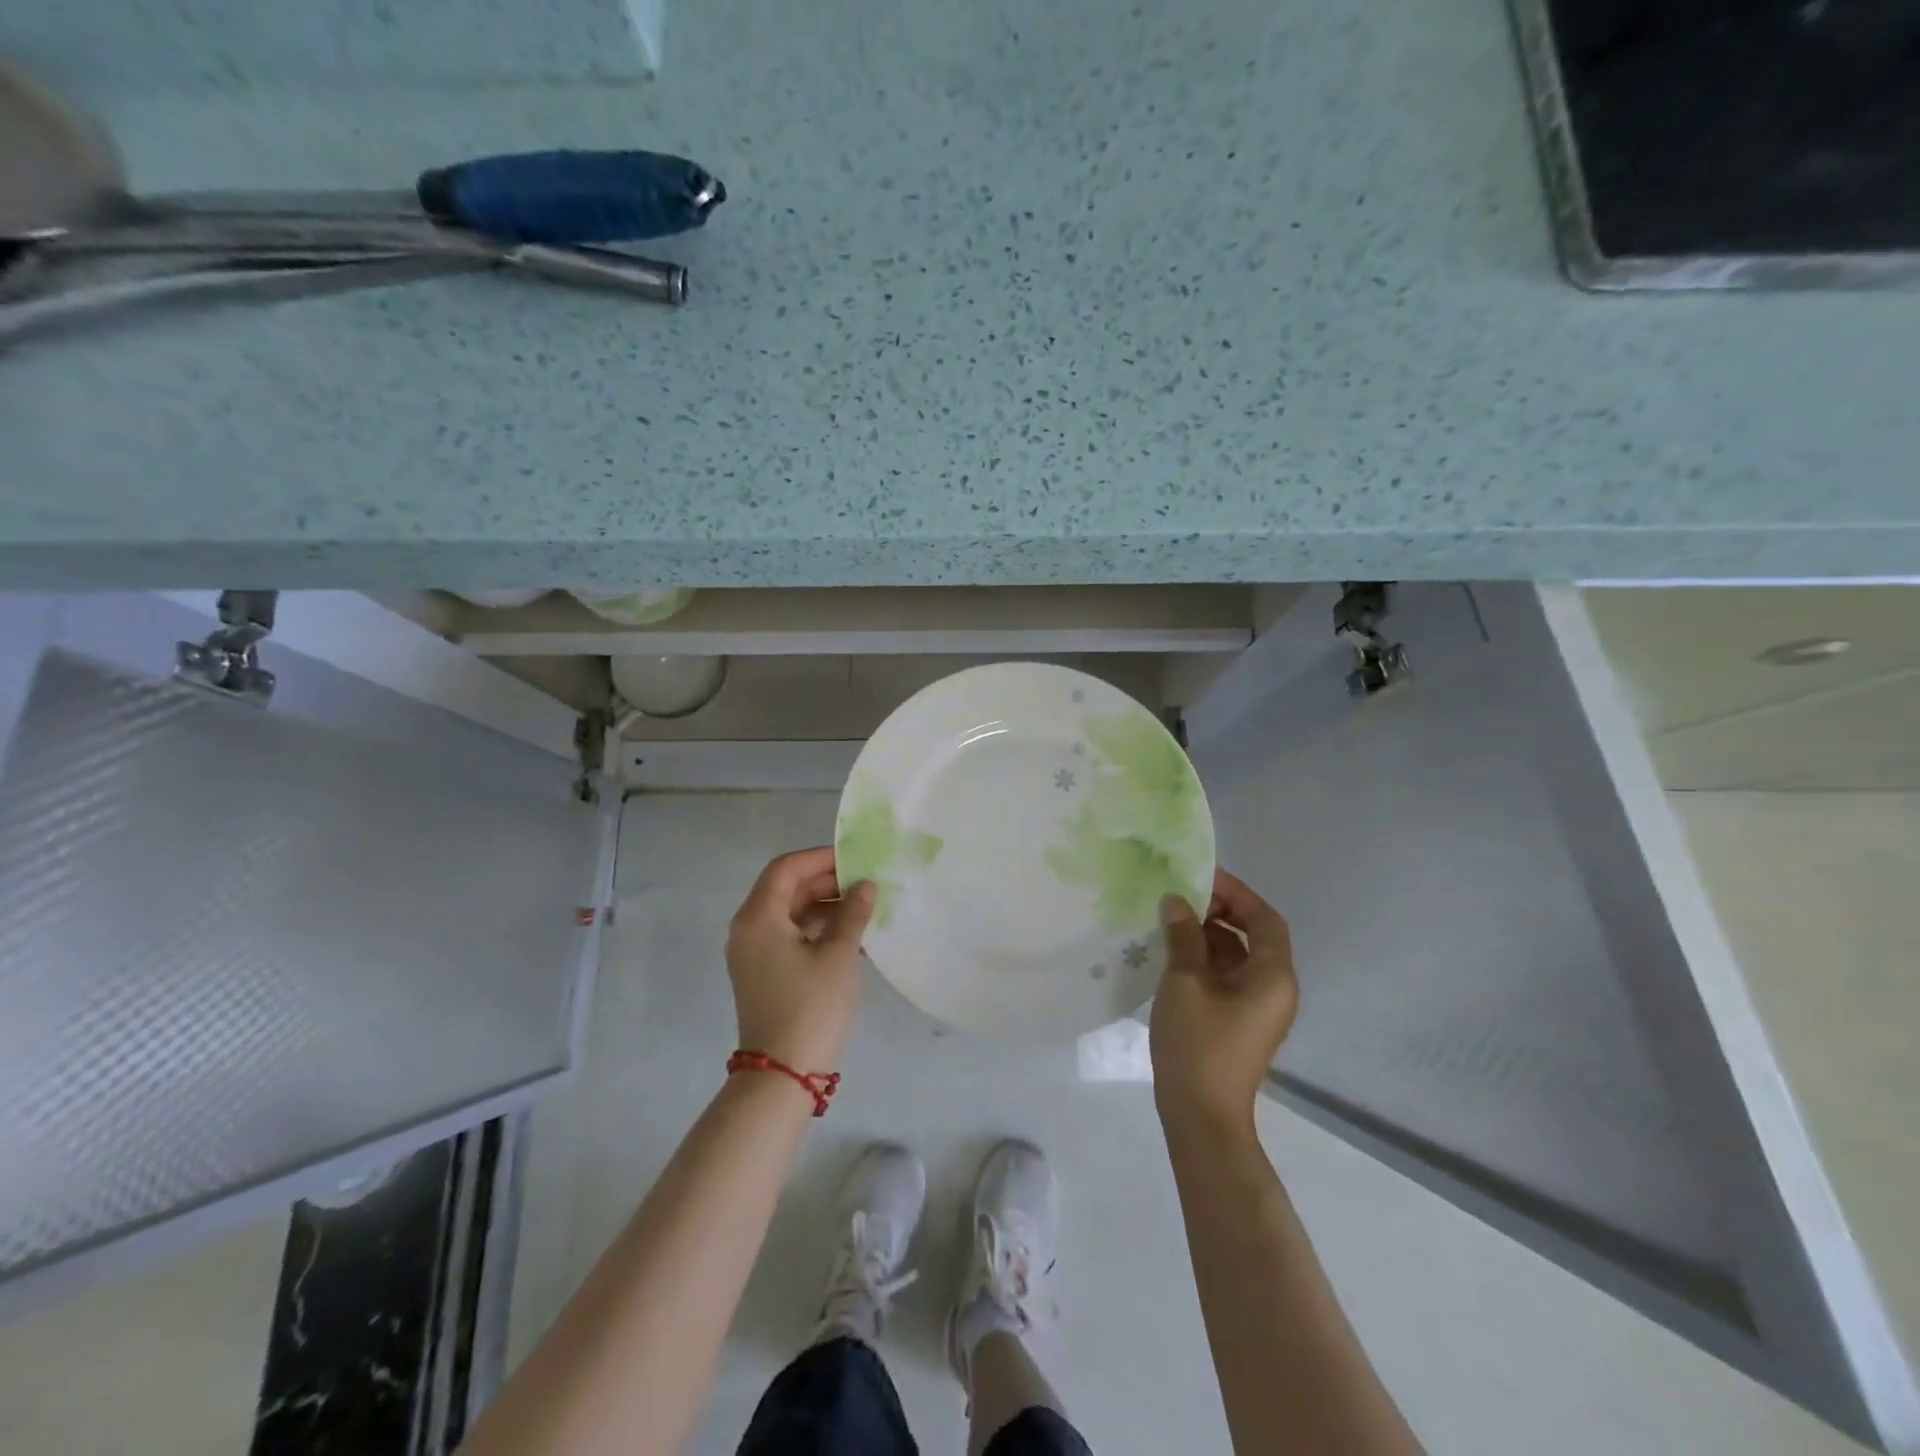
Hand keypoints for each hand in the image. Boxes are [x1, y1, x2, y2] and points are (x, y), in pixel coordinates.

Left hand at [724, 846, 875, 1074]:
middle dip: (826, 881)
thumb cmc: (811, 1008)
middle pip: (786, 889)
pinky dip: (817, 929)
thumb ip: (852, 914)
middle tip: (866, 881)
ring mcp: (754, 954)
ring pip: (790, 913)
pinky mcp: (764, 973)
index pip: (786, 869)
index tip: (855, 859)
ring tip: (865, 906)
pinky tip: (851, 934)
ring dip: (825, 906)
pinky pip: (790, 936)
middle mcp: (749, 930)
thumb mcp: (838, 956)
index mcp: (758, 918)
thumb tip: (865, 886)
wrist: (782, 1075)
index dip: (820, 858)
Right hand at [1150, 868, 1298, 1136]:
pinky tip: (1171, 954)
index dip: (1236, 893)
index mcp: (1273, 976)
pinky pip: (1226, 978)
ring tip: (1170, 921)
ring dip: (1207, 936)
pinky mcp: (1238, 1023)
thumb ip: (1183, 936)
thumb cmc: (1198, 1043)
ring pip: (1236, 957)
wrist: (1201, 1117)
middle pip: (1253, 936)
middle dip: (1219, 912)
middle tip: (1181, 897)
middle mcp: (1274, 989)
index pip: (1264, 919)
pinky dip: (1203, 960)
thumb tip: (1177, 902)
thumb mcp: (1184, 982)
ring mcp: (1256, 1009)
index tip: (1201, 876)